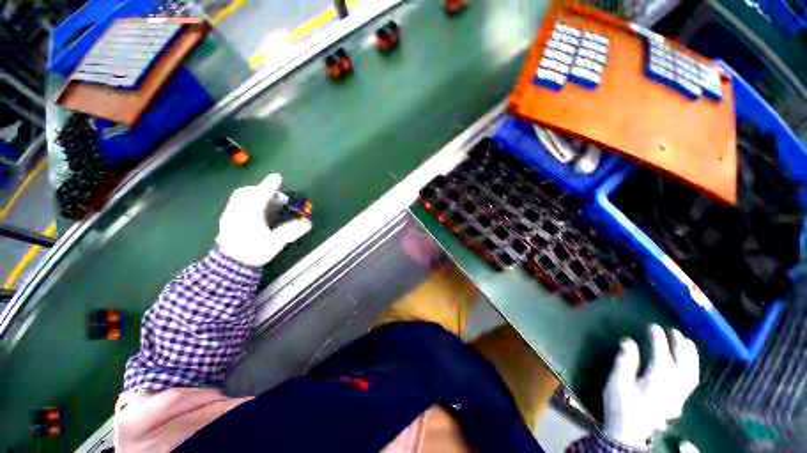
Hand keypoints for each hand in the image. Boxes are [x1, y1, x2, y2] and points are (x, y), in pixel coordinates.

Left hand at [216, 173, 310, 266]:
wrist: (230, 266)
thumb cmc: (254, 251)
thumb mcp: (276, 242)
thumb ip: (291, 231)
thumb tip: (308, 223)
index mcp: (249, 213)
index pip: (260, 195)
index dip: (270, 186)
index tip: (277, 177)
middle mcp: (237, 210)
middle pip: (247, 192)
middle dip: (262, 190)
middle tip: (278, 197)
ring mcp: (230, 215)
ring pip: (241, 198)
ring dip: (256, 196)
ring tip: (270, 203)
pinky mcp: (227, 221)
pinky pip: (238, 204)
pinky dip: (249, 202)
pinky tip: (258, 212)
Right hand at [602, 324, 699, 448]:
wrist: (628, 431)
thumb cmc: (620, 404)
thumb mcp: (617, 382)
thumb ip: (625, 361)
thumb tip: (628, 341)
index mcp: (657, 380)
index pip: (662, 354)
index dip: (658, 339)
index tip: (653, 326)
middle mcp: (673, 386)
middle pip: (682, 362)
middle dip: (679, 344)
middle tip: (673, 330)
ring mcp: (678, 394)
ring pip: (692, 372)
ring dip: (691, 355)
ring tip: (687, 342)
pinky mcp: (678, 400)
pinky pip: (691, 380)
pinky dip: (693, 368)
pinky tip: (689, 363)